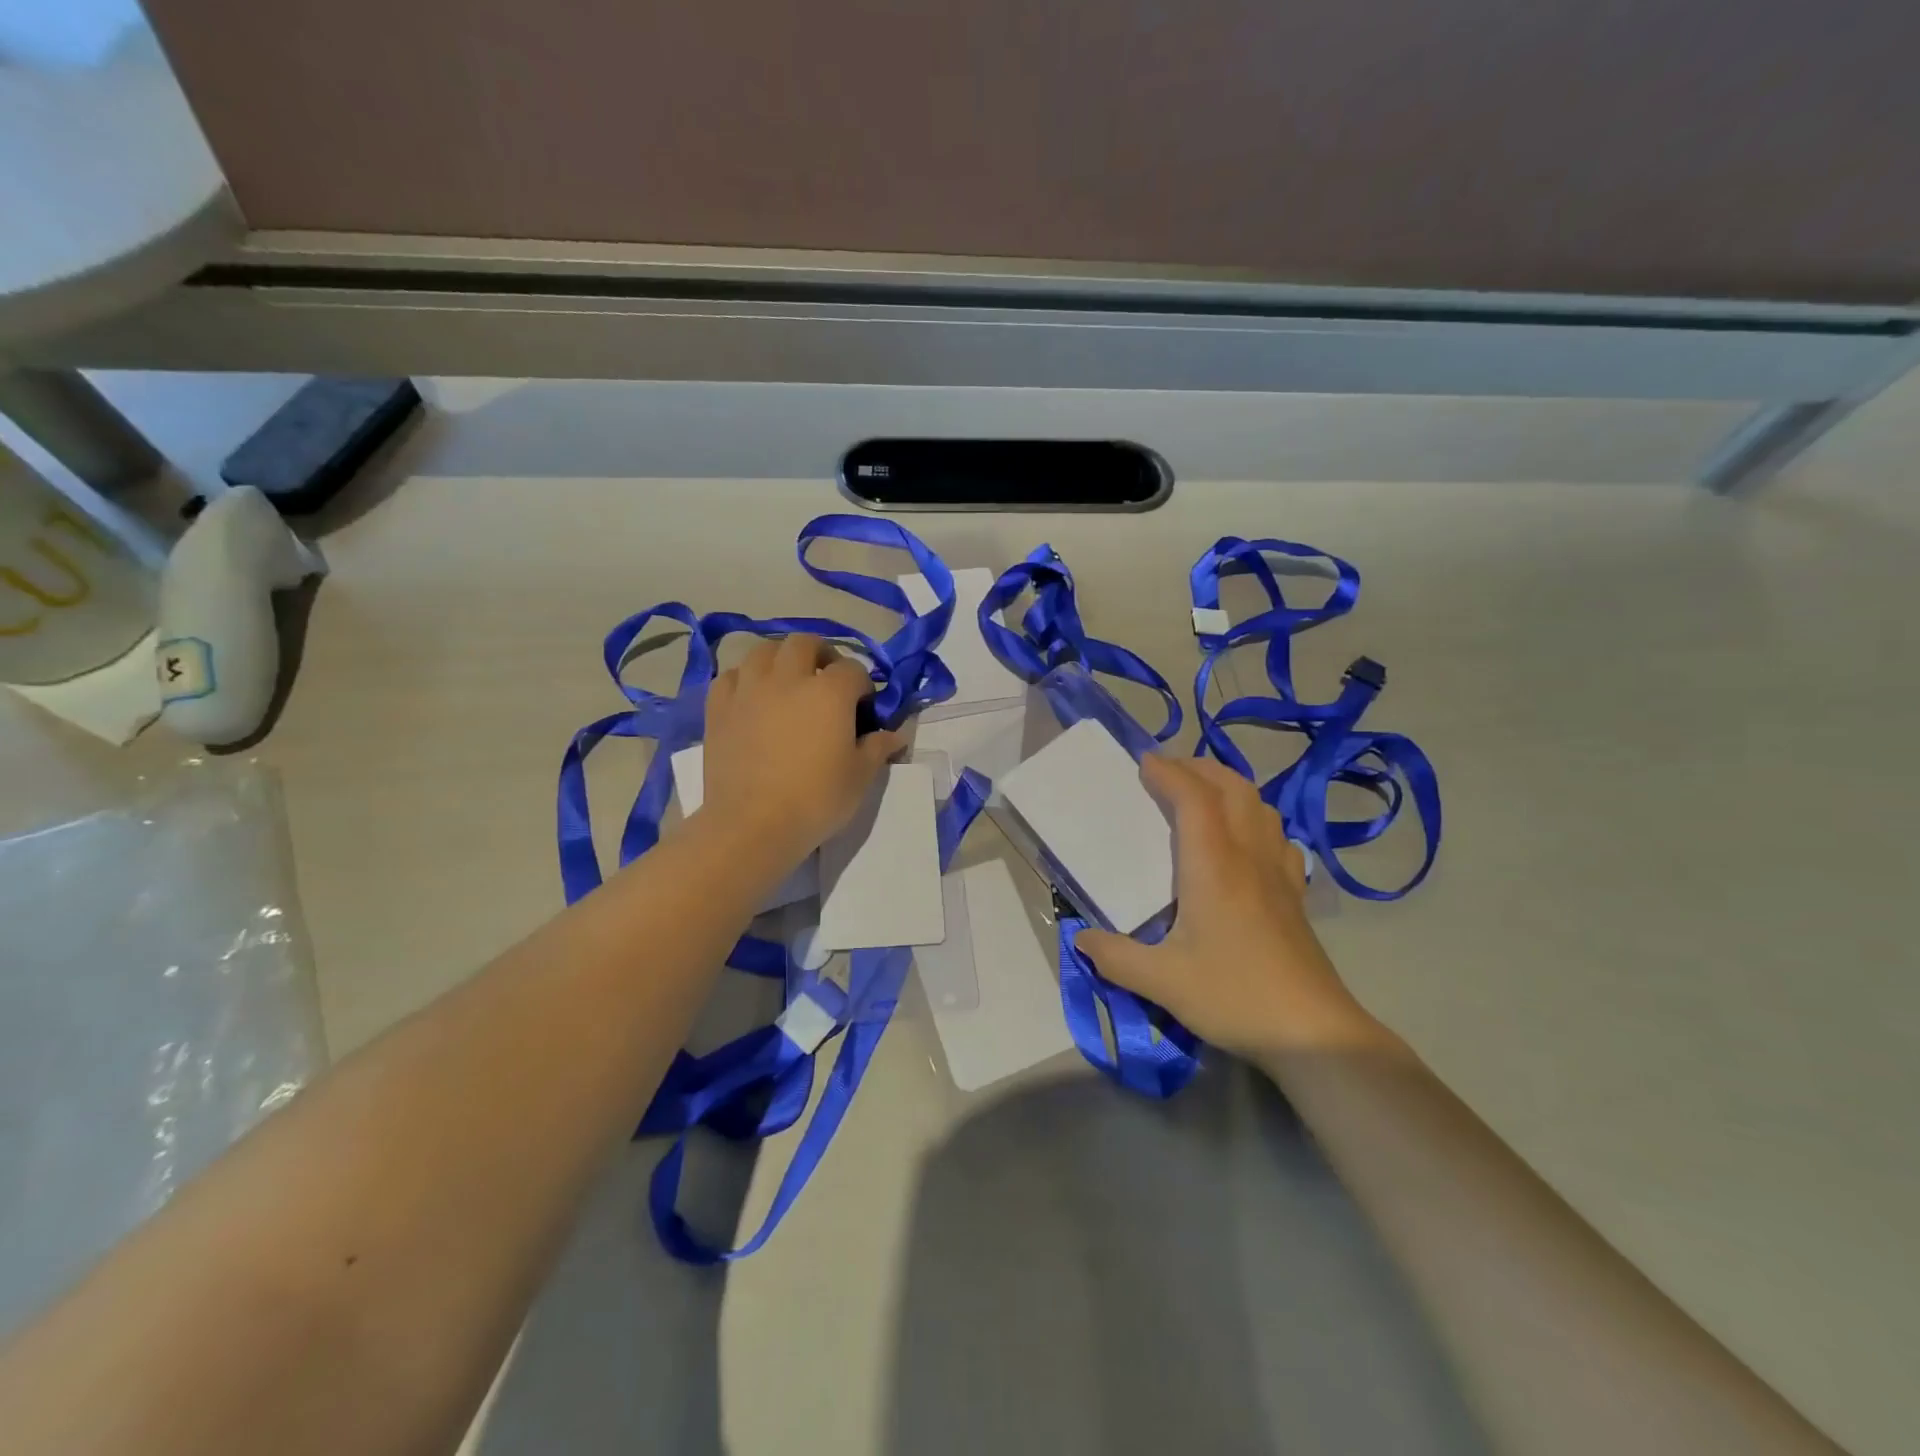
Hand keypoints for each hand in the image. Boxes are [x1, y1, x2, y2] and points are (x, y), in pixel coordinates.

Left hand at [700, 634, 906, 865]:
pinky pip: (731, 676)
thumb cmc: (816, 800)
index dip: (863, 686)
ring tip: (787, 682)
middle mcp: (788, 678)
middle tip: (826, 681)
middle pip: (805, 643)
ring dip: (781, 659)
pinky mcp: (719, 708)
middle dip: (821, 655)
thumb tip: (895, 735)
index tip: (864, 708)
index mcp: (829, 692)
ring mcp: (749, 690)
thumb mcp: (860, 777)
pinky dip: (745, 679)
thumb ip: (878, 748)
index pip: (853, 670)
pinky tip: (752, 698)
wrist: (753, 825)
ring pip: (764, 650)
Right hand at [1073, 755, 1389, 1057]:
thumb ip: (1115, 957)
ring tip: (1203, 794)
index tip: (1143, 762)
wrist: (1314, 1033)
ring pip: (1261, 807)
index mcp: (1214, 866)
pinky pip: (1278, 837)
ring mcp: (1279, 873)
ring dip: (1230, 787)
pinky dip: (1256, 819)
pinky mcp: (1295, 895)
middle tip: (1169, 770)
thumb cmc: (1235, 997)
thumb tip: (1081, 939)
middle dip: (1200, 768)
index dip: (1169, 772)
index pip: (1194, 798)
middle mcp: (1249, 857)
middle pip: (1233, 789)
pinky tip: (1246, 840)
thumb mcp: (1163, 982)